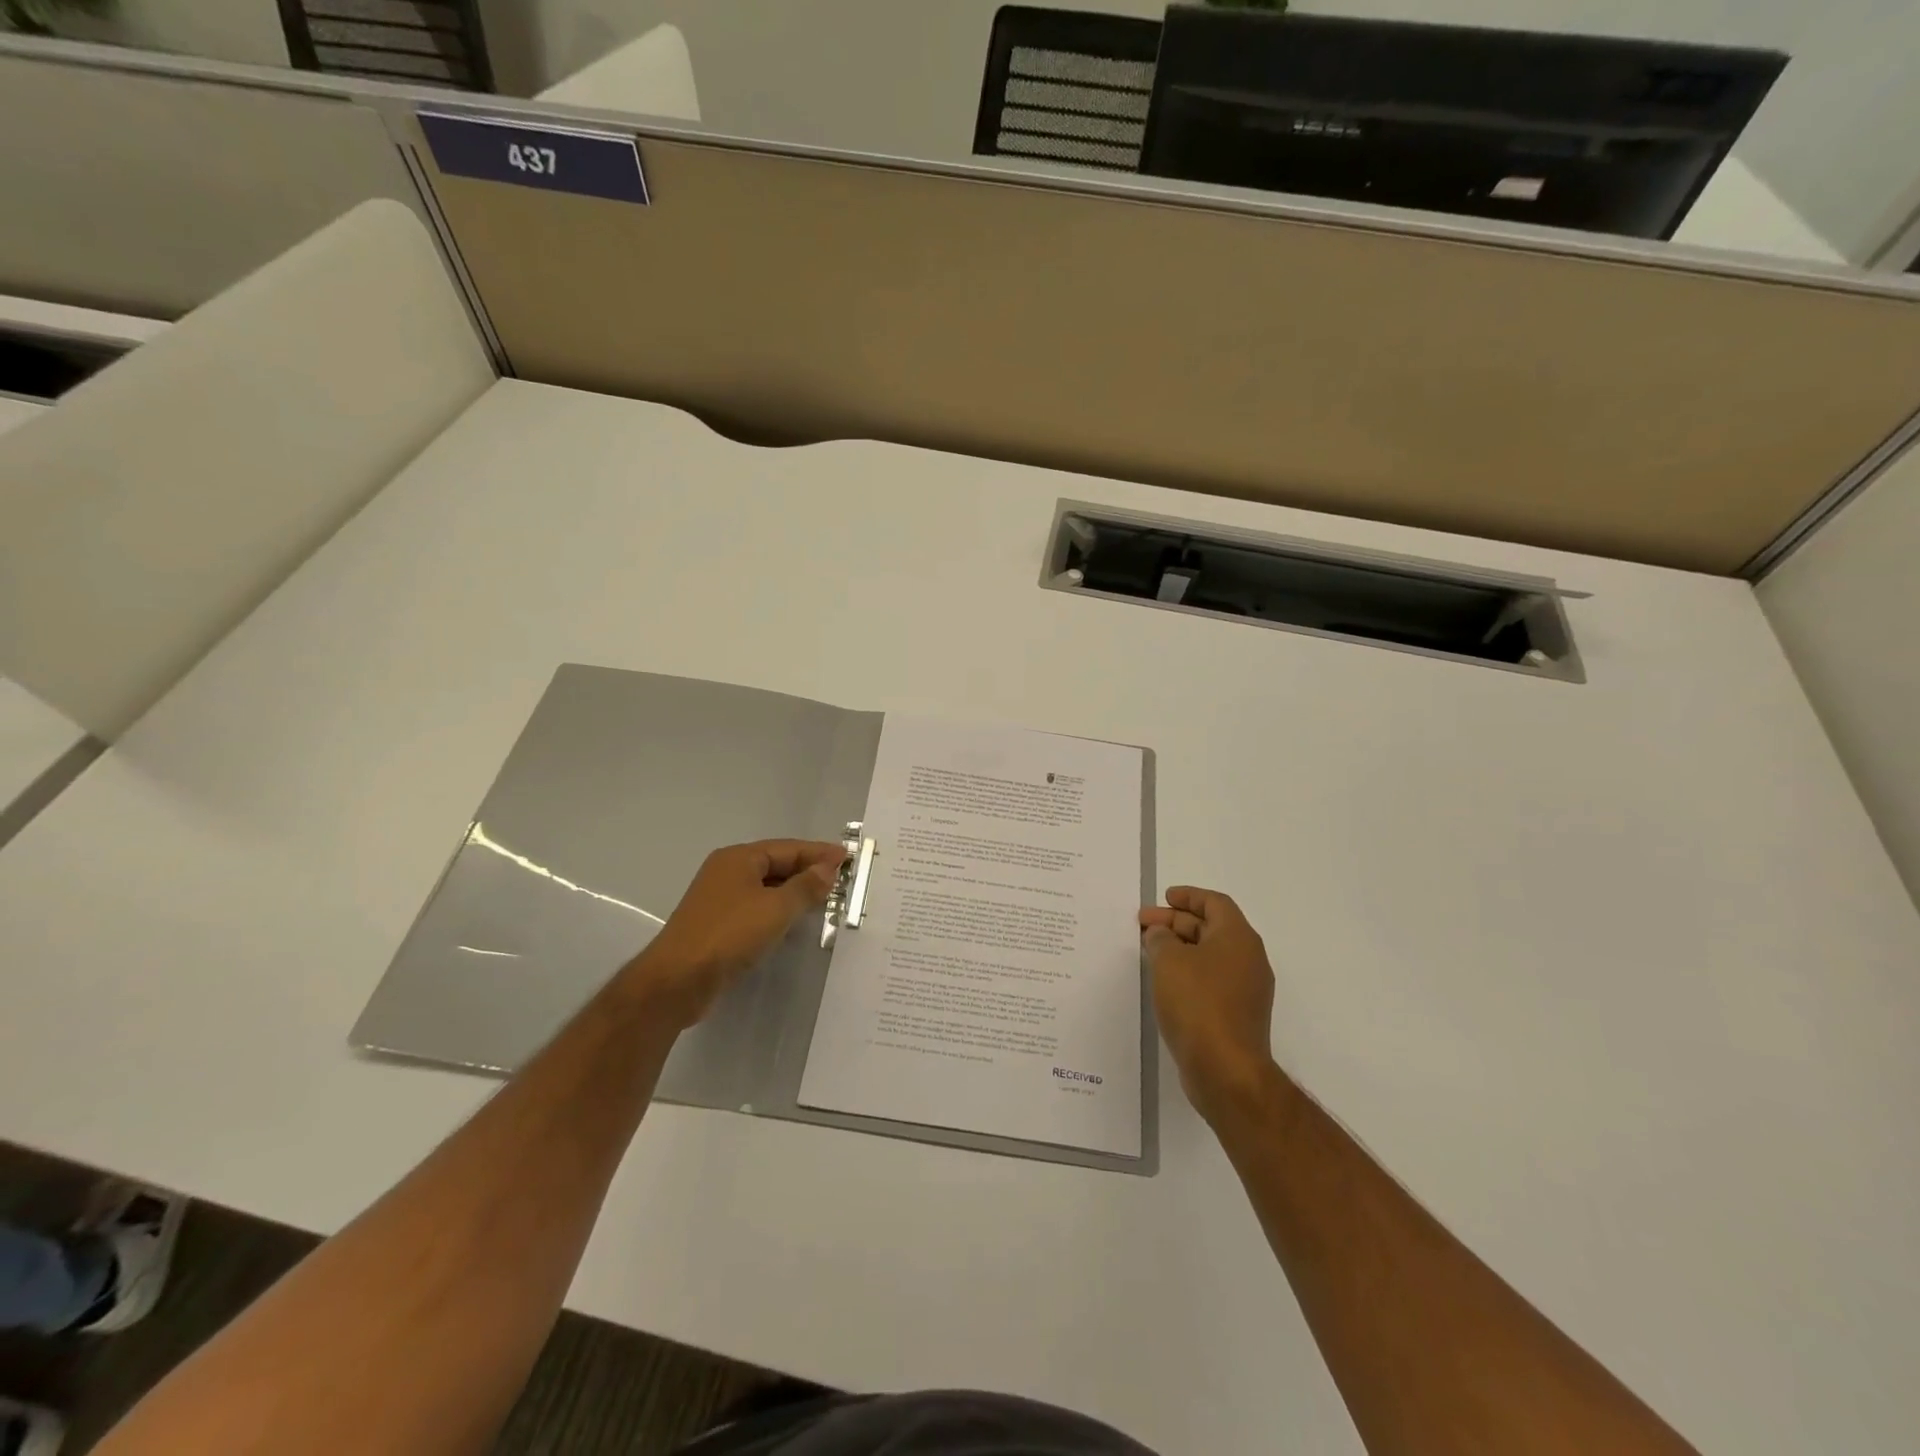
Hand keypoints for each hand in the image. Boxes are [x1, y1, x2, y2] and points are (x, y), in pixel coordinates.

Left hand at [623, 839, 844, 1030]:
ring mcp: (720, 899)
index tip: (847, 857)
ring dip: (794, 891)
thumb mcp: (776, 908)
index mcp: (738, 858)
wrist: (677, 981)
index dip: (819, 853)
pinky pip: (756, 907)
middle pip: (776, 864)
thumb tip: (828, 868)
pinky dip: (778, 909)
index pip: (788, 848)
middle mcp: (727, 872)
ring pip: (766, 887)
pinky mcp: (717, 925)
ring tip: (824, 899)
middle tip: (841, 879)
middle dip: (808, 870)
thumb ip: (806, 887)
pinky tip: (794, 921)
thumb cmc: (729, 935)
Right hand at [1140, 887, 1280, 1122]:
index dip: (1189, 896)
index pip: (1215, 903)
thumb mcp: (1169, 960)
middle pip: (1211, 928)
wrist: (1226, 1069)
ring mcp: (1246, 990)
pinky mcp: (1237, 1015)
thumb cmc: (1198, 1003)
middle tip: (1143, 924)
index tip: (1164, 897)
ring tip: (1149, 950)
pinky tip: (1164, 981)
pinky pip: (1211, 980)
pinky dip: (1188, 972)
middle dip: (1176, 923)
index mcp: (1239, 938)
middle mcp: (1249, 960)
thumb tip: (1161, 934)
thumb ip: (1161, 939)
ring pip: (1210, 956)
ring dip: (1180, 948)